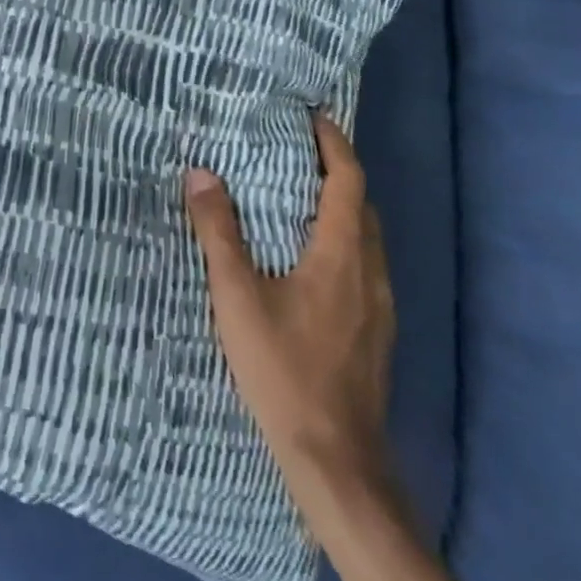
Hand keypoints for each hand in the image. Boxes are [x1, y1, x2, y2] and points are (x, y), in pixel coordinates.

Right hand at [185, 113, 396, 512]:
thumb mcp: (237, 297)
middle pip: (362, 206)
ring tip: (299, 198)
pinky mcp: (377, 334)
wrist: (336, 462)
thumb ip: (218, 232)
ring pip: (367, 239)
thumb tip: (200, 173)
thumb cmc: (283, 370)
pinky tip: (311, 262)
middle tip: (296, 152)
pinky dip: (342, 241)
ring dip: (340, 208)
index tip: (313, 117)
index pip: (347, 181)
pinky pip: (364, 266)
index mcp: (341, 255)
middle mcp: (370, 272)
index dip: (334, 144)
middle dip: (336, 171)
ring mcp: (379, 307)